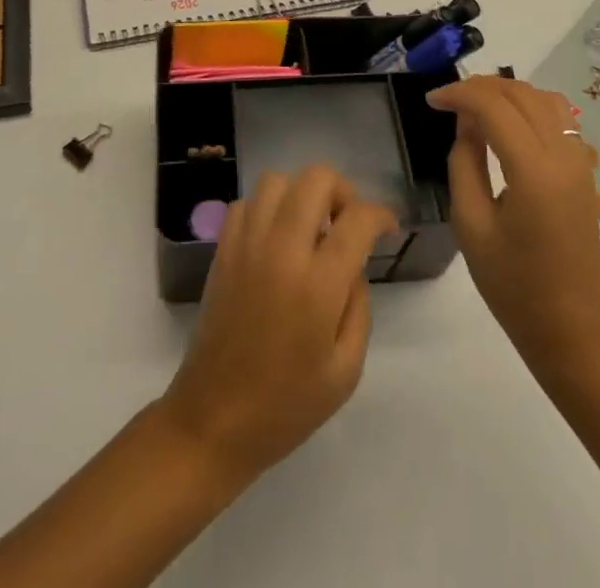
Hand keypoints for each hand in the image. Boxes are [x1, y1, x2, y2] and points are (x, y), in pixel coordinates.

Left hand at [159, 167, 396, 483]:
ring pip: (278, 180)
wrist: (213, 421)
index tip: (387, 228)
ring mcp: (247, 245)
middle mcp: (282, 251)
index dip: (380, 215)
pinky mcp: (223, 250)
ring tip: (309, 230)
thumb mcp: (346, 370)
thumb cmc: (286, 406)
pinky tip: (275, 240)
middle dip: (342, 193)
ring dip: (301, 195)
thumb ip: (358, 307)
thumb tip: (353, 265)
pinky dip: (266, 210)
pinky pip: (246, 203)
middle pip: (317, 179)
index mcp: (318, 285)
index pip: (357, 219)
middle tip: (346, 225)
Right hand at [428, 76, 599, 369]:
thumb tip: (466, 123)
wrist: (571, 328)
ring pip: (544, 98)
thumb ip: (464, 163)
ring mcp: (579, 160)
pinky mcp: (584, 170)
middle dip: (481, 87)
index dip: (459, 94)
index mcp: (533, 170)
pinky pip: (559, 117)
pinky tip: (508, 123)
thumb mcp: (471, 225)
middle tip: (449, 101)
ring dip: (508, 92)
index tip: (431, 100)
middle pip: (521, 94)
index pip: (494, 106)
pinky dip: (530, 106)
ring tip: (476, 107)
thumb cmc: (513, 284)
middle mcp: (562, 154)